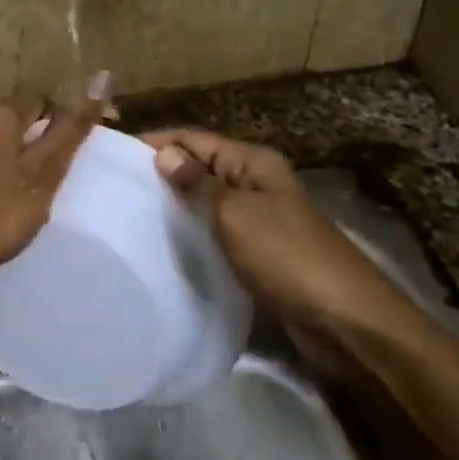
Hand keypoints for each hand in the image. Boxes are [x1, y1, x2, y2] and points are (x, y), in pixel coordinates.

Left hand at [0, 73, 111, 392]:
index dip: (66, 125)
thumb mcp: (43, 174)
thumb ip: (71, 128)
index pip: (44, 103)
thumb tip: (102, 74)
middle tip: (52, 182)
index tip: (81, 156)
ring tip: (25, 195)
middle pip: (14, 121)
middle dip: (35, 143)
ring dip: (9, 158)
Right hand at [146, 127, 458, 459]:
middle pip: (199, 167)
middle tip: (114, 190)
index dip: (156, 142)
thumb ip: (197, 183)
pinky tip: (164, 246)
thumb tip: (164, 154)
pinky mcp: (258, 253)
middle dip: (161, 173)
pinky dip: (192, 233)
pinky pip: (216, 232)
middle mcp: (255, 183)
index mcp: (253, 163)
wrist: (346, 321)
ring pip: (206, 202)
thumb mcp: (235, 214)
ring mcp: (258, 219)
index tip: (112, 155)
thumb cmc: (287, 256)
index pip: (194, 138)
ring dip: (175, 206)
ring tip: (129, 216)